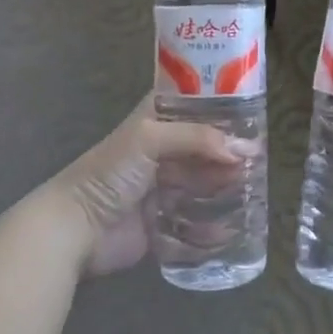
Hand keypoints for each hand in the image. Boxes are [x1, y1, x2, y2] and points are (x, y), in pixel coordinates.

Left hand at [47, 97, 244, 275]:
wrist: (75, 229)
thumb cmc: (109, 172)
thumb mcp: (150, 139)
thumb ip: (197, 137)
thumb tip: (241, 149)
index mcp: (155, 121)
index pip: (193, 104)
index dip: (220, 106)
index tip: (252, 112)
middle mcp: (161, 149)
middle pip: (204, 145)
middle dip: (228, 151)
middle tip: (257, 158)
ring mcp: (163, 185)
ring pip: (203, 180)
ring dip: (224, 184)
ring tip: (251, 188)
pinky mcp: (164, 219)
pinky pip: (195, 219)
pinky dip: (213, 222)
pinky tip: (232, 223)